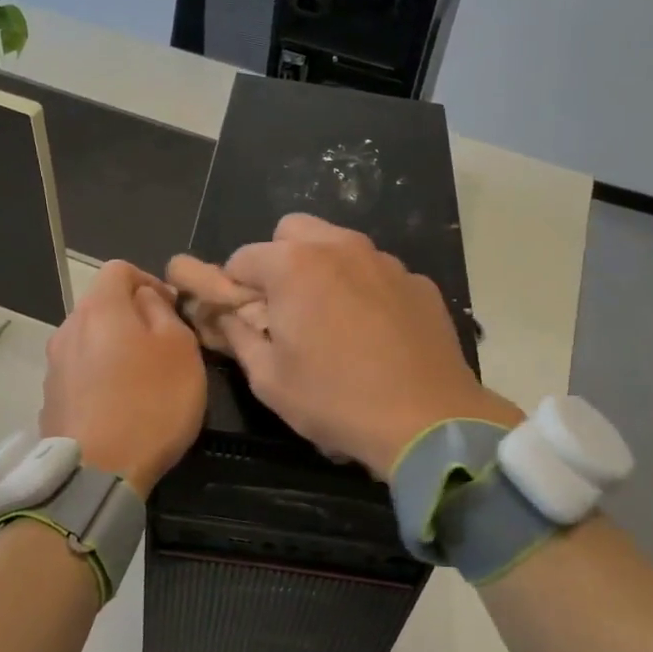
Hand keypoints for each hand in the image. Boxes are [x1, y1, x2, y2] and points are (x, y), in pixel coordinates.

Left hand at [40, 261, 205, 495]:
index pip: (119, 268)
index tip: (173, 309)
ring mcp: (54, 367)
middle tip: (165, 346)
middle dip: (133, 317)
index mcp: (100, 308)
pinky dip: (101, 378)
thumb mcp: (180, 347)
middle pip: (102, 305)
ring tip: (144, 379)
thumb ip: (163, 311)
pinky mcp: (50, 401)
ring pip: (91, 341)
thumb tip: (146, 298)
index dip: (149, 280)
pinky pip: (81, 374)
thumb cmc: (151, 402)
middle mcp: (68, 329)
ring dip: (116, 349)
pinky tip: (121, 406)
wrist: (98, 473)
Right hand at [169, 215, 519, 479]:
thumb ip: (238, 336)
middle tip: (284, 307)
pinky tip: (375, 331)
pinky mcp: (419, 282)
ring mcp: (386, 261)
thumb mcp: (269, 378)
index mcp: (294, 265)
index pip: (243, 257)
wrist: (427, 420)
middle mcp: (340, 247)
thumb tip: (225, 316)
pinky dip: (365, 288)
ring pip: (340, 245)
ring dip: (324, 269)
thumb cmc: (336, 400)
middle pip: (293, 232)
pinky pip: (378, 271)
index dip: (233, 287)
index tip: (241, 318)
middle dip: (278, 261)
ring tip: (331, 318)